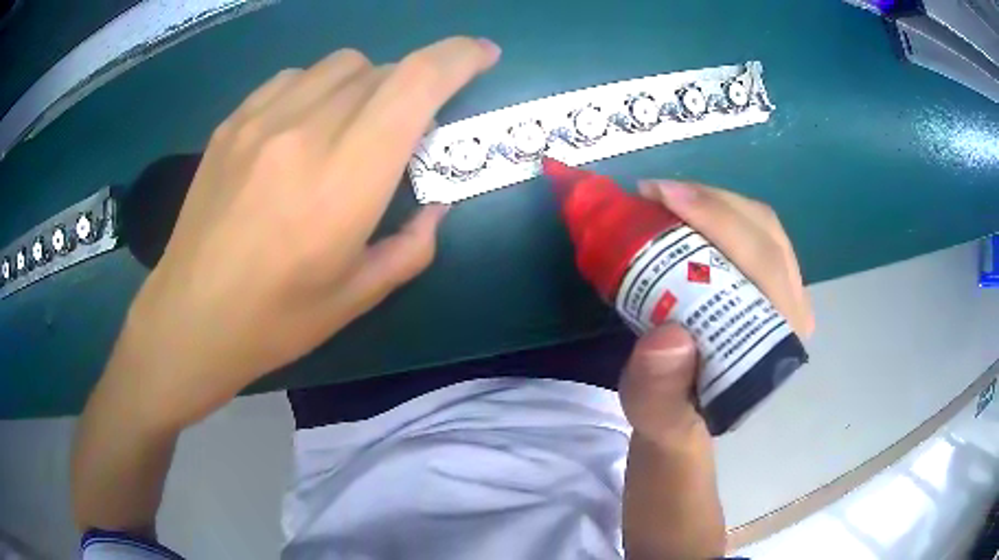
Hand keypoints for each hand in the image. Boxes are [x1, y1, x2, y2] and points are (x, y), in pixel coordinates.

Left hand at [107, 38, 500, 429]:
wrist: (189, 319)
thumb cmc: (276, 320)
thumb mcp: (358, 297)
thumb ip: (413, 245)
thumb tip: (437, 205)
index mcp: (345, 179)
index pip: (417, 82)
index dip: (460, 56)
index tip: (483, 55)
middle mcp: (305, 131)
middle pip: (382, 69)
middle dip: (412, 86)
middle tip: (405, 130)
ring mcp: (260, 120)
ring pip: (339, 64)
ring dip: (366, 84)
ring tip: (352, 126)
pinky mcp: (232, 122)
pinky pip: (293, 77)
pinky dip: (318, 88)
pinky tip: (304, 127)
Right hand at [620, 180, 813, 444]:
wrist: (688, 419)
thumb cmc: (674, 417)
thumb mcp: (655, 417)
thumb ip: (659, 391)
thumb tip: (668, 336)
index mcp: (776, 344)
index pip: (764, 264)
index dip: (718, 220)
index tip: (661, 197)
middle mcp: (793, 312)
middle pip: (765, 232)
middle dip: (710, 200)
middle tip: (653, 192)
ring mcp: (787, 293)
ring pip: (762, 224)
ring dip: (713, 200)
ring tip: (665, 197)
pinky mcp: (771, 283)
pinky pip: (754, 229)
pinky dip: (718, 209)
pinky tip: (685, 210)